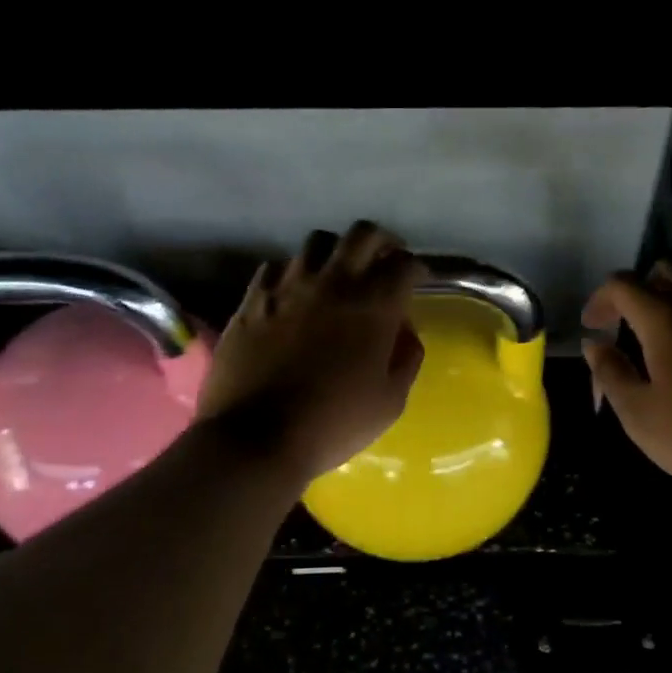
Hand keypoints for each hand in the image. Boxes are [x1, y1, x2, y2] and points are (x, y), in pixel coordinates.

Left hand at [197, 222, 425, 483]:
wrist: (256, 438)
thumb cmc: (333, 423)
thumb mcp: (390, 402)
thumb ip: (406, 359)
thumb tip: (405, 333)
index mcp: (373, 306)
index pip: (404, 264)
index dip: (416, 268)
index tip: (418, 280)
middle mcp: (333, 283)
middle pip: (362, 234)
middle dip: (381, 242)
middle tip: (384, 261)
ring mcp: (288, 287)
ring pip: (317, 242)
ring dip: (335, 252)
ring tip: (337, 274)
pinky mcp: (252, 299)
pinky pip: (275, 267)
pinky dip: (292, 272)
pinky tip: (293, 293)